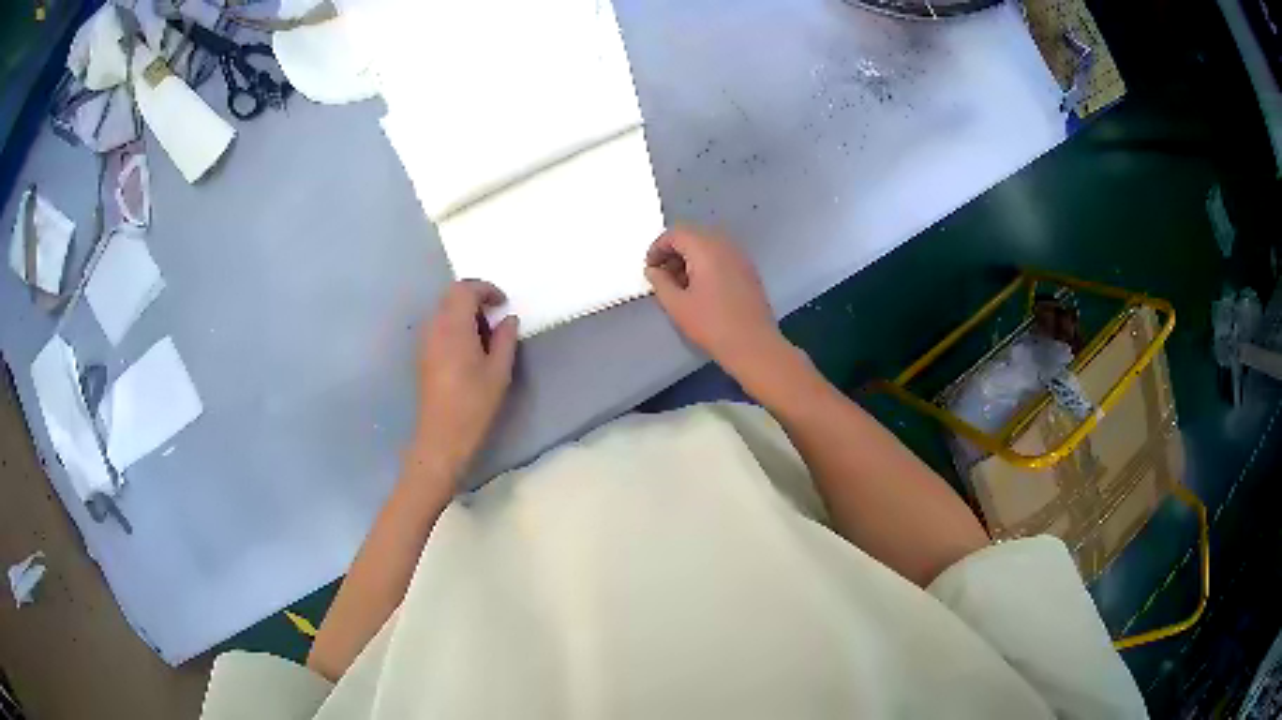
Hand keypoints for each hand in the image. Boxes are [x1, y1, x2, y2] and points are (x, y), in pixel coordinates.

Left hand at [410, 280, 518, 483]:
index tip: (503, 303)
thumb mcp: (499, 371)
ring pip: (444, 310)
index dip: (485, 289)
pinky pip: (439, 326)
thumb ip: (505, 339)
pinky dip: (455, 325)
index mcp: (453, 326)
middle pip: (451, 296)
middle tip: (495, 315)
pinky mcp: (423, 354)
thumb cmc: (474, 404)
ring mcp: (425, 341)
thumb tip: (509, 319)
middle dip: (474, 298)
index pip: (464, 289)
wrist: (442, 436)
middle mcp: (435, 327)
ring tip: (485, 334)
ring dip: (464, 312)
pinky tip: (469, 348)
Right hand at [645, 226, 790, 384]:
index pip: (676, 234)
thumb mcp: (677, 305)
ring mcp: (740, 257)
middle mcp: (725, 246)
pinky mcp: (748, 270)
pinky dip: (706, 264)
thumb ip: (660, 282)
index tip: (650, 269)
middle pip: (693, 236)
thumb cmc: (711, 325)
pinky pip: (722, 257)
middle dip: (674, 252)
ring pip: (708, 246)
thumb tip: (653, 270)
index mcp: (706, 249)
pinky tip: (701, 289)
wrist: (753, 345)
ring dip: (690, 259)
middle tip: (663, 276)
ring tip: (680, 285)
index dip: (658, 248)